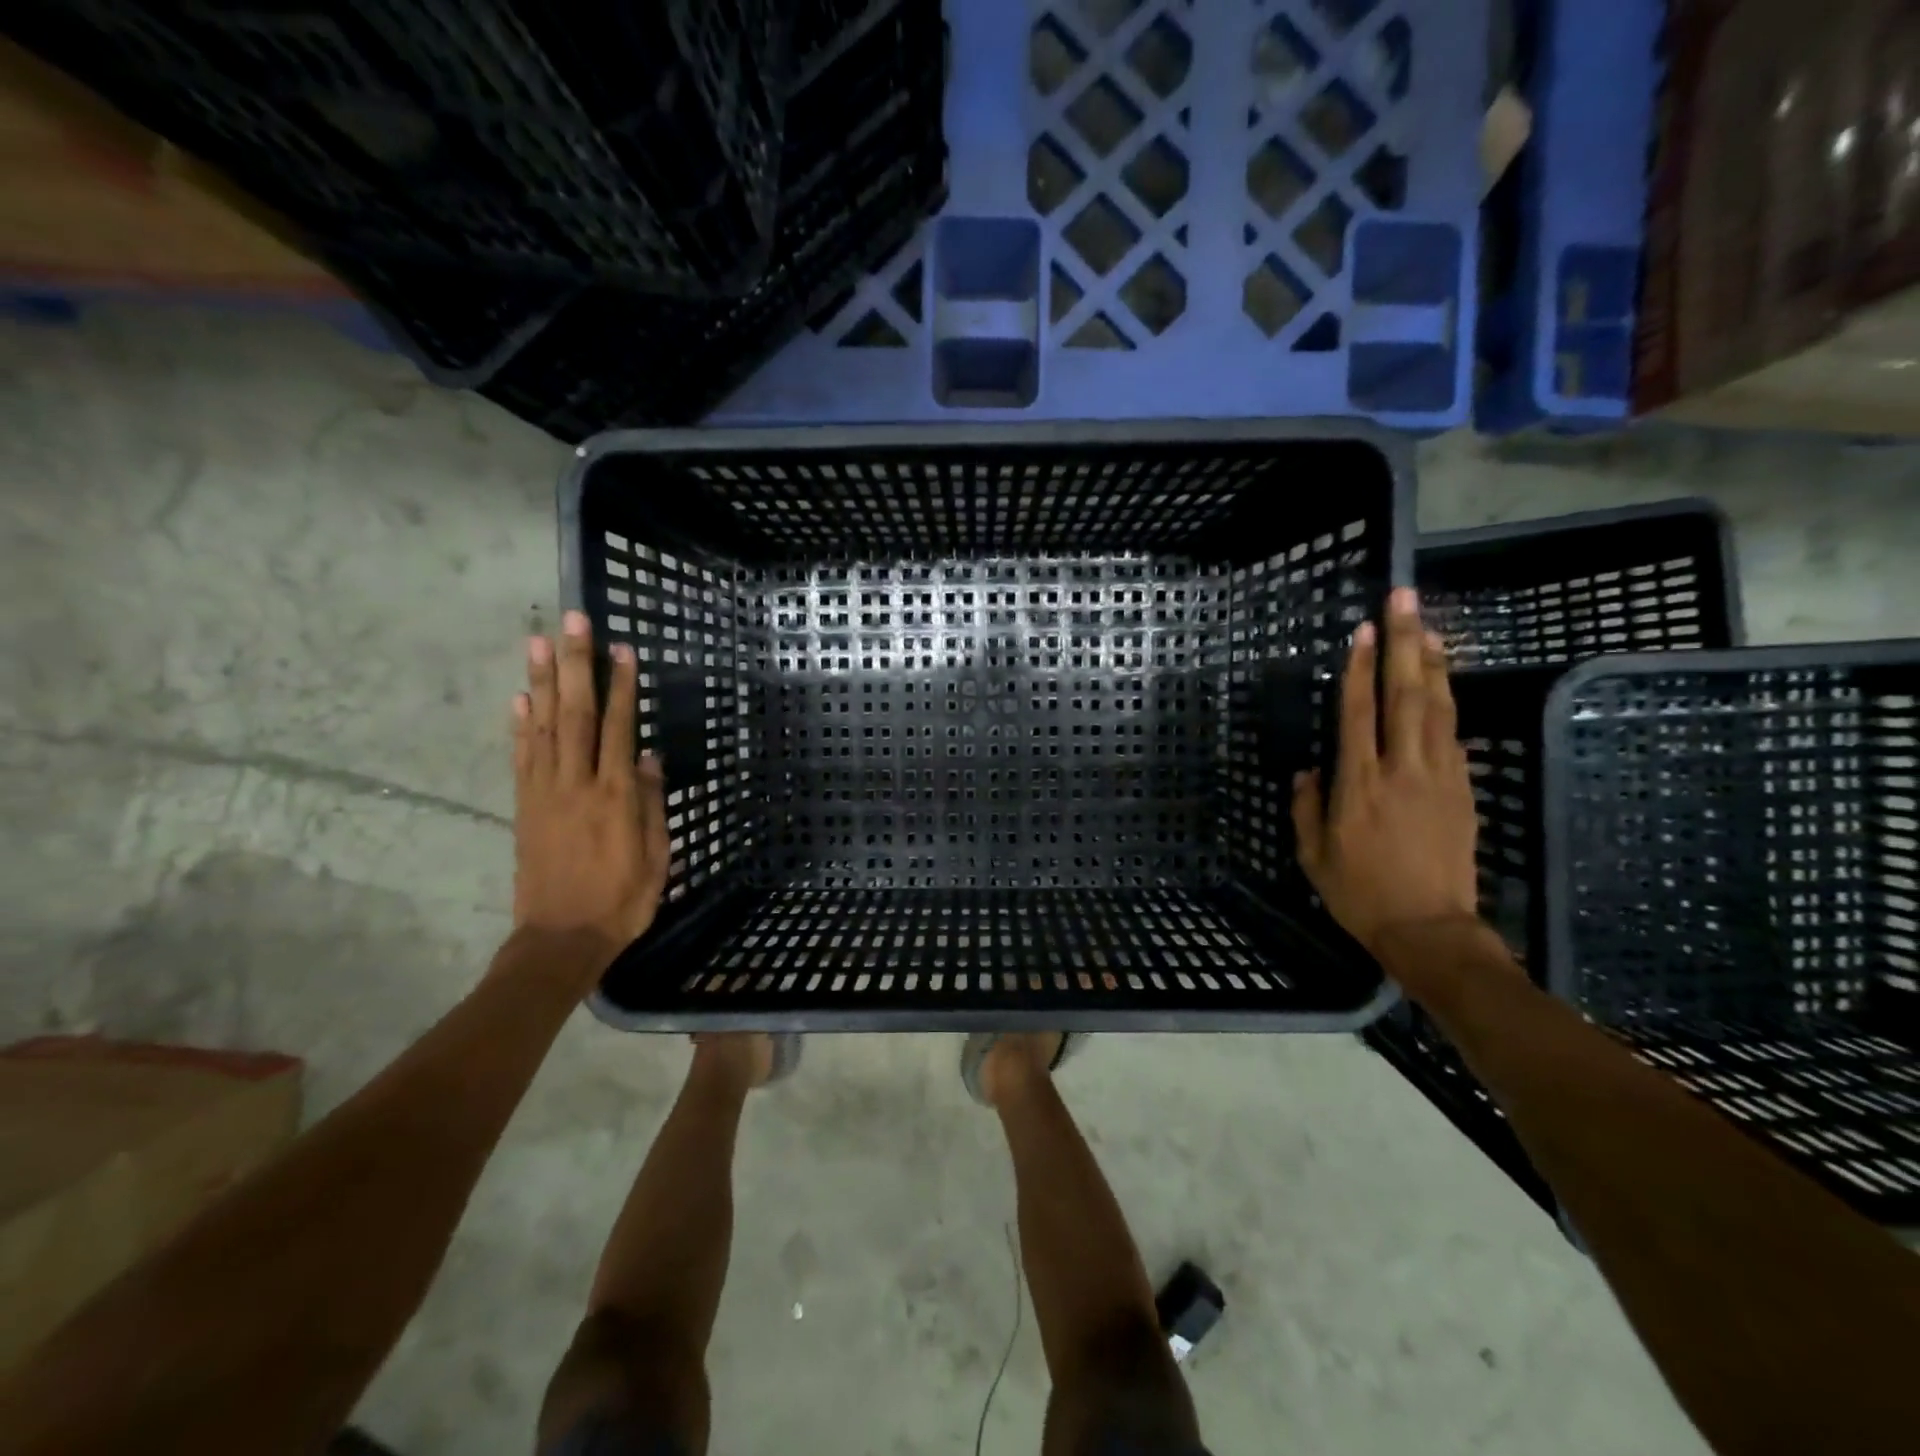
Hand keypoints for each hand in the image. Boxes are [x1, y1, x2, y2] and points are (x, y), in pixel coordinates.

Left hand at [510, 611, 668, 984]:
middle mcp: (577, 784)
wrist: (560, 941)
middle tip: (573, 621)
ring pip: (543, 726)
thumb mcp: (656, 858)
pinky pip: (521, 758)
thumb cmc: (622, 902)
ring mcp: (544, 793)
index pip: (617, 728)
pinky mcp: (524, 807)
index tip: (621, 649)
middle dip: (575, 664)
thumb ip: (651, 805)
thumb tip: (648, 757)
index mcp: (615, 796)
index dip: (620, 686)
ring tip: (538, 641)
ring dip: (541, 680)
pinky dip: (518, 724)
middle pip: (575, 713)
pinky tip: (518, 697)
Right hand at [1291, 587, 1480, 962]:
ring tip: (1430, 628)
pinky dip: (1448, 704)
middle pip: (1406, 695)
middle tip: (1406, 600)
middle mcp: (1402, 770)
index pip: (1360, 713)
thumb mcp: (1313, 855)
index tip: (1364, 630)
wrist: (1430, 929)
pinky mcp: (1464, 790)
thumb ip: (1305, 808)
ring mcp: (1441, 777)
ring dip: (1433, 664)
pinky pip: (1454, 736)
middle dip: (1405, 643)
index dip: (1361, 669)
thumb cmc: (1360, 893)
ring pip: (1439, 708)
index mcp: (1359, 785)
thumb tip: (1307, 770)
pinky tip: (1443, 686)